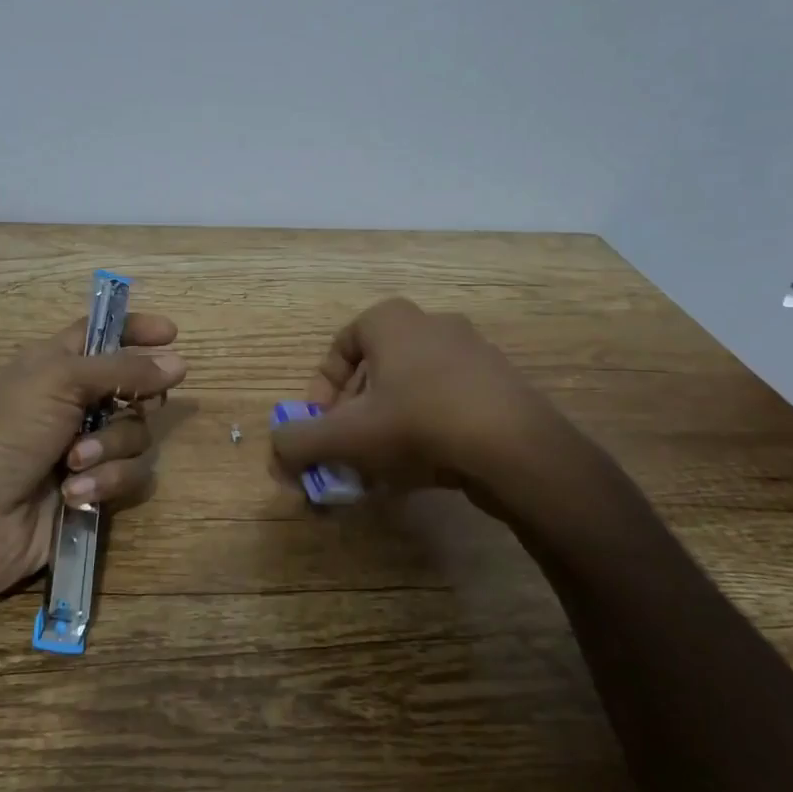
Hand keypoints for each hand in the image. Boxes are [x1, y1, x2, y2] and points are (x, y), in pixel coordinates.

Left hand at [0, 312, 186, 602]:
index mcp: (58, 365)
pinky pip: (131, 476)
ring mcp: (86, 448)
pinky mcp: (94, 489)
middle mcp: (75, 403)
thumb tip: (179, 362)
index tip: (172, 333)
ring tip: (74, 463)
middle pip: (134, 389)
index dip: (135, 329)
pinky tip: (76, 493)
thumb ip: (123, 370)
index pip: (103, 334)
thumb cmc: (6, 431)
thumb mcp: (60, 381)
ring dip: (109, 450)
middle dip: (132, 401)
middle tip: (123, 406)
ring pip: (136, 436)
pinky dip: (106, 482)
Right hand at [270, 298, 577, 508]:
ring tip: (379, 470)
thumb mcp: (345, 435)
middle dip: (353, 417)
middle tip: (346, 453)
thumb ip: (299, 441)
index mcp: (392, 320)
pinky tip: (418, 471)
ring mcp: (472, 354)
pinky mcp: (499, 386)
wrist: (516, 448)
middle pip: (374, 373)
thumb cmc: (418, 423)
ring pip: (410, 392)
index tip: (319, 426)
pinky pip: (445, 406)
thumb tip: (276, 449)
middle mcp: (432, 325)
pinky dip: (424, 434)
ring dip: (386, 429)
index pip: (340, 346)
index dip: (320, 390)